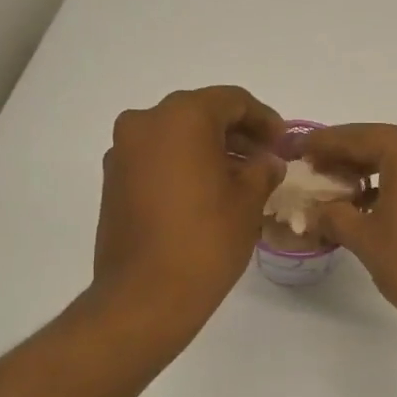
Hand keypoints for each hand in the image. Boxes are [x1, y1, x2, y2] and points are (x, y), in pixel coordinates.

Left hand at [93, 87, 284, 335]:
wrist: (145, 295)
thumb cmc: (205, 241)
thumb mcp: (248, 202)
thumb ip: (263, 170)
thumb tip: (267, 162)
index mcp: (182, 117)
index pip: (232, 101)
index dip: (264, 119)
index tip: (283, 142)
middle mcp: (145, 123)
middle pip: (200, 114)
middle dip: (236, 134)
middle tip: (265, 159)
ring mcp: (123, 152)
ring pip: (176, 137)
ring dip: (209, 151)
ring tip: (240, 180)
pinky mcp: (113, 181)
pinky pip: (156, 159)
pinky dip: (184, 166)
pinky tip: (208, 194)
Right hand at [304, 123, 396, 347]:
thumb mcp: (365, 239)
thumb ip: (333, 215)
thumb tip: (312, 211)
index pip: (353, 137)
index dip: (320, 145)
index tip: (293, 149)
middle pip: (379, 144)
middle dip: (344, 159)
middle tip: (310, 172)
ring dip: (370, 173)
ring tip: (337, 193)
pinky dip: (396, 184)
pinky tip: (373, 205)